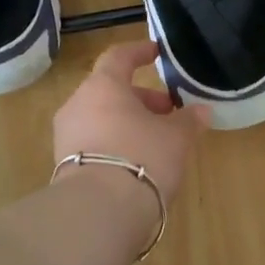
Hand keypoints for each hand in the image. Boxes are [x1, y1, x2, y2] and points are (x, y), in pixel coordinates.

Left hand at [53, 40, 209, 202]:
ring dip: (127, 123)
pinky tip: (136, 162)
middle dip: (141, 99)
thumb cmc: (142, 158)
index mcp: (102, 86)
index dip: (139, 52)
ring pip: (100, 118)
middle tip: (168, 112)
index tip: (156, 53)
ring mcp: (66, 136)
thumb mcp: (176, 138)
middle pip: (110, 91)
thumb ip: (188, 120)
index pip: (119, 57)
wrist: (99, 212)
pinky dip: (114, 143)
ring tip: (156, 140)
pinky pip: (92, 143)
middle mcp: (77, 104)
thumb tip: (201, 111)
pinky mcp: (63, 165)